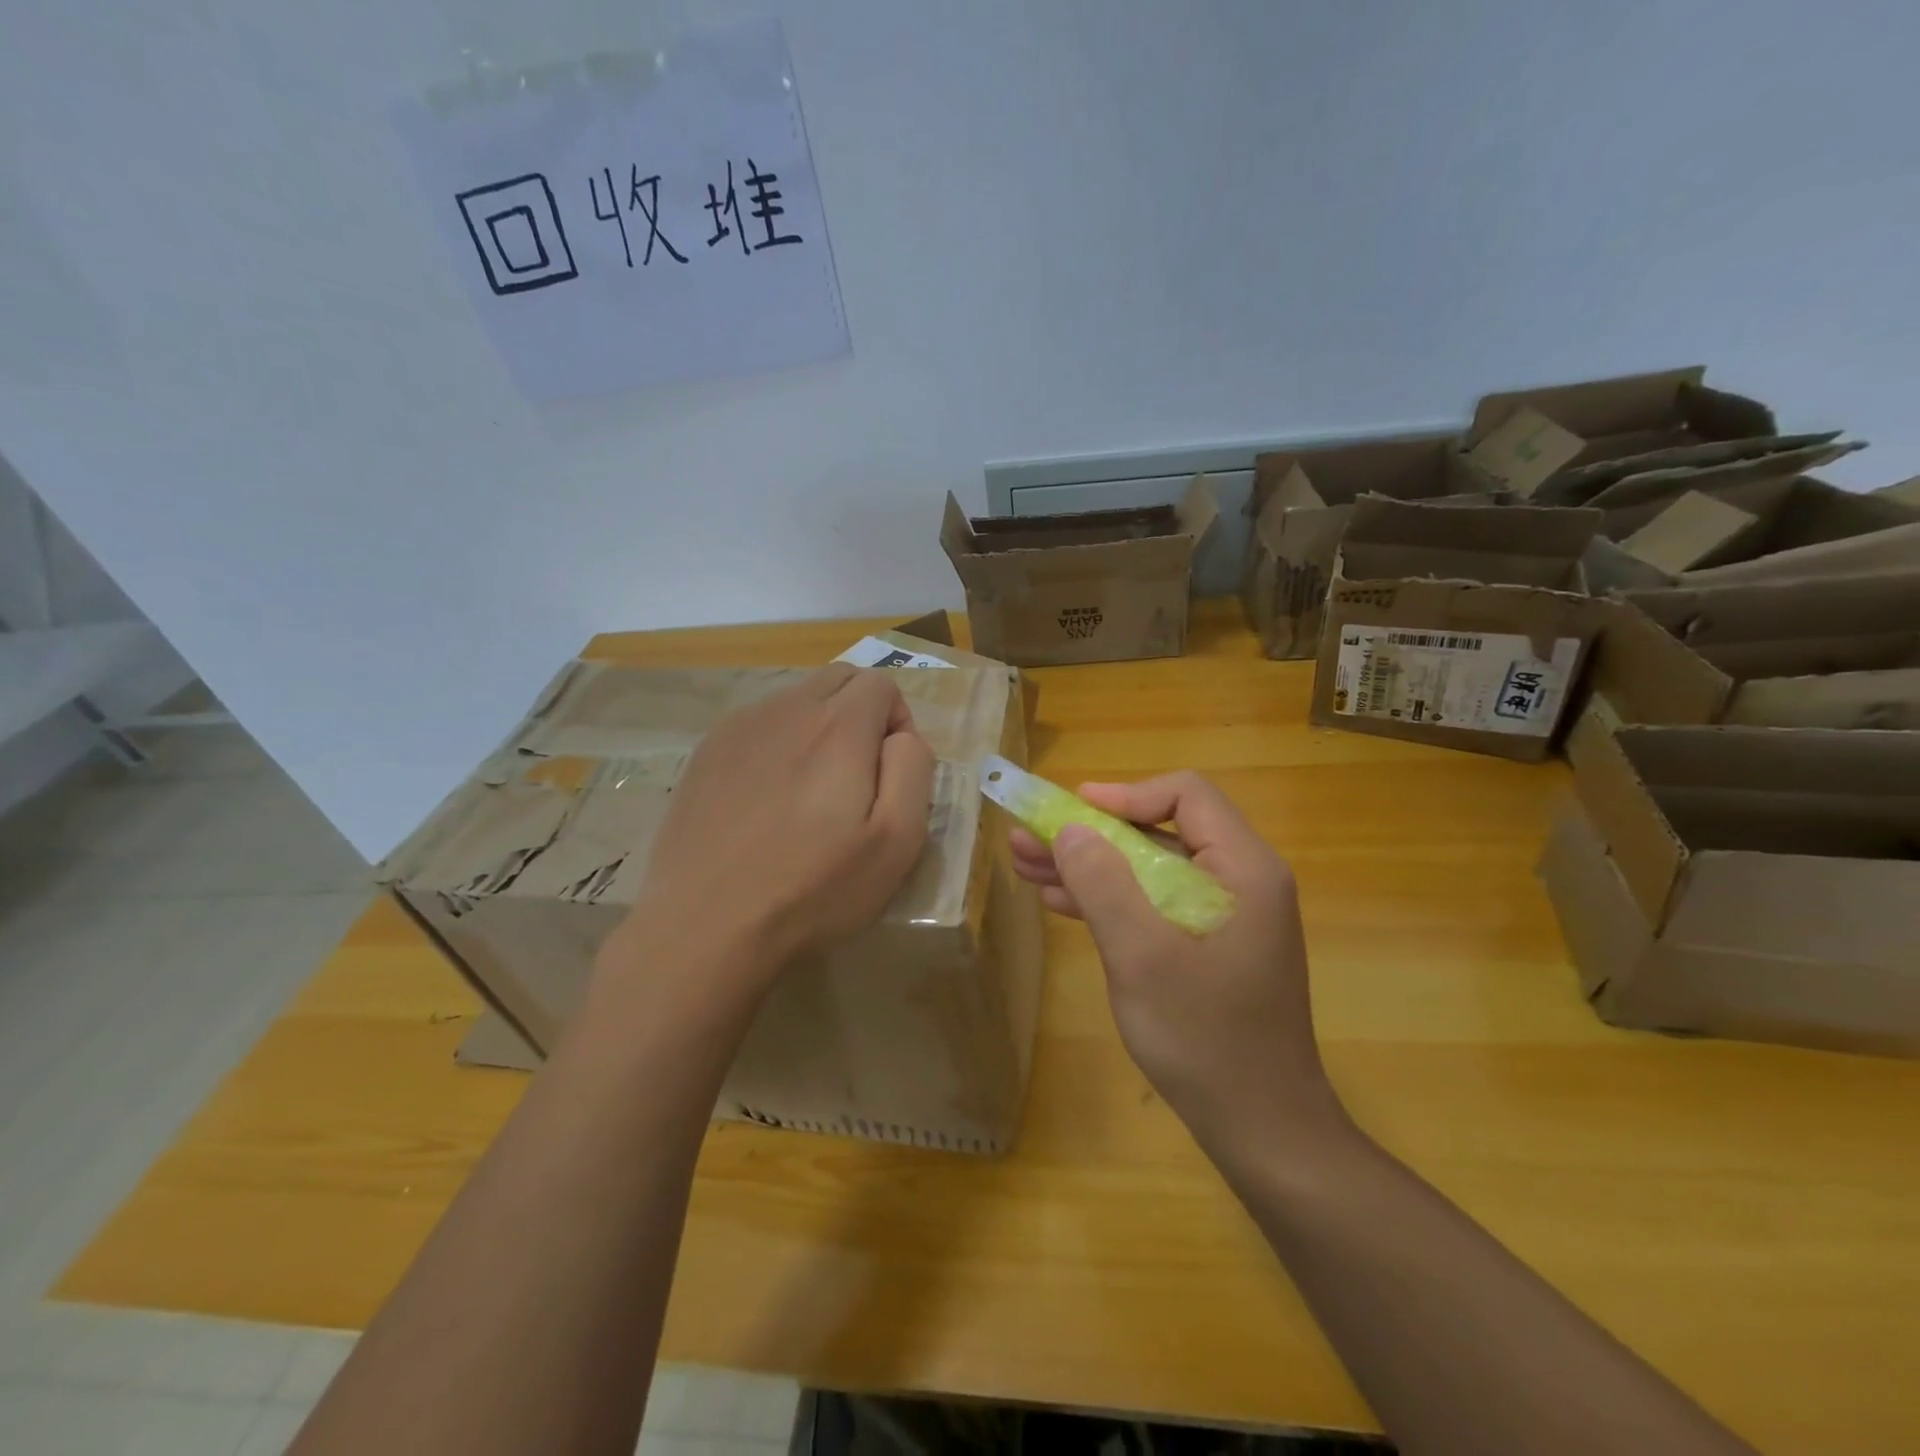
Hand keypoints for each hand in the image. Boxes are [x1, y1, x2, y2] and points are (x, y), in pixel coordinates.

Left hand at [596, 665, 933, 1016]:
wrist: (706, 926)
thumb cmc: (813, 889)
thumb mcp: (896, 841)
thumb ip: (913, 769)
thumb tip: (901, 737)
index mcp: (837, 726)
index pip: (881, 683)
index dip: (899, 721)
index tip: (889, 773)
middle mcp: (786, 709)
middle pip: (838, 678)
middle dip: (861, 711)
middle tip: (858, 775)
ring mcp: (738, 728)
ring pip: (795, 699)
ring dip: (818, 727)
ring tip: (810, 792)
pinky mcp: (705, 753)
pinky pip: (757, 726)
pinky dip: (778, 745)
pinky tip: (767, 801)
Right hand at [1009, 772, 1344, 1156]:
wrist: (1262, 1129)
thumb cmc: (1206, 1038)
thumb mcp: (1142, 957)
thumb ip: (1104, 885)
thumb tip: (1072, 828)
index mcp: (1243, 869)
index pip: (1186, 795)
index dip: (1125, 794)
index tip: (1073, 812)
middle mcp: (1239, 881)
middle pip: (1159, 831)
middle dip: (1091, 834)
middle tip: (1030, 838)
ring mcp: (1223, 915)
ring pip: (1149, 868)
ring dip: (1090, 866)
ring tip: (1027, 864)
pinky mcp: (1207, 945)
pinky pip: (1153, 903)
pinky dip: (1108, 899)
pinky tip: (1061, 900)